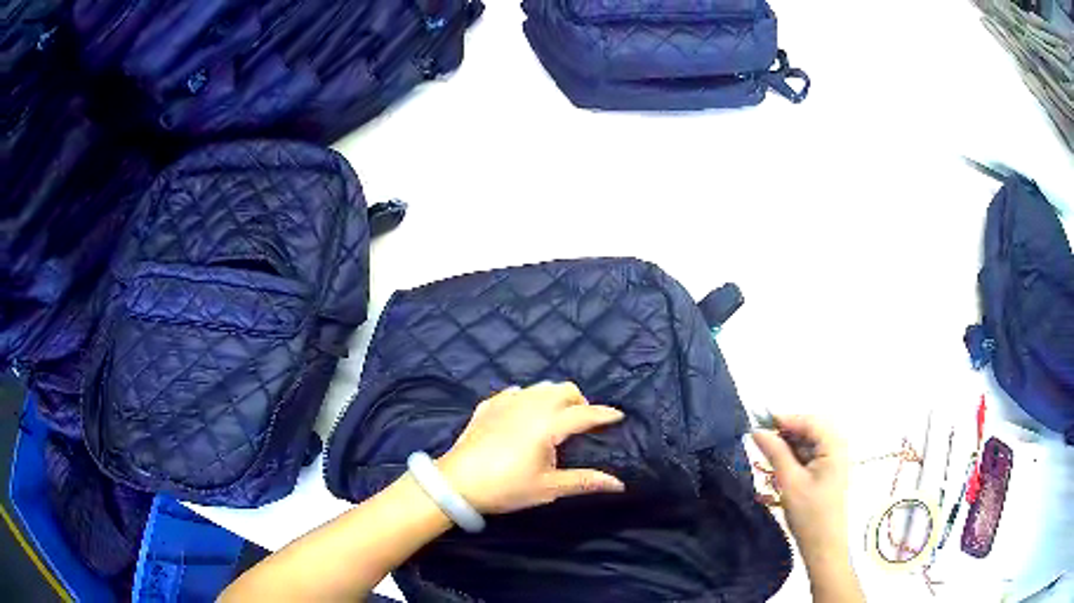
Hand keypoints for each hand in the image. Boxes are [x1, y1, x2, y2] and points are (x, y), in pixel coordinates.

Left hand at [436, 382, 625, 513]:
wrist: (456, 483)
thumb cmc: (505, 487)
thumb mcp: (548, 488)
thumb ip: (584, 481)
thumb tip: (618, 484)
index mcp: (548, 424)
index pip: (584, 414)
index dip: (604, 414)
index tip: (618, 415)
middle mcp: (530, 405)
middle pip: (564, 389)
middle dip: (579, 401)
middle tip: (583, 421)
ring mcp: (506, 402)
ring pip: (540, 387)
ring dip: (555, 397)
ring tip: (556, 417)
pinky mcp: (488, 406)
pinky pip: (515, 393)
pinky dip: (528, 398)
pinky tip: (524, 413)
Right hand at [752, 415, 849, 563]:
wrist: (823, 546)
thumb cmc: (809, 514)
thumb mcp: (789, 482)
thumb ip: (775, 453)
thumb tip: (757, 430)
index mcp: (834, 446)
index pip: (809, 421)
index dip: (784, 420)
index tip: (758, 424)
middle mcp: (837, 448)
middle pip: (808, 430)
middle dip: (785, 435)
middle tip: (760, 443)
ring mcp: (832, 461)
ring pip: (806, 444)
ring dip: (787, 449)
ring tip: (766, 459)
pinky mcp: (826, 473)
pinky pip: (808, 457)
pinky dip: (792, 460)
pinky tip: (778, 470)